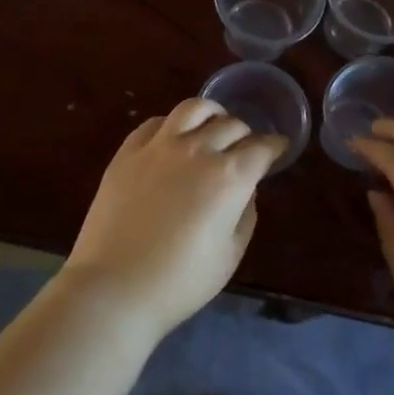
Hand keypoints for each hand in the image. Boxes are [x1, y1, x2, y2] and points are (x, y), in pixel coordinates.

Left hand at [61, 99, 286, 338]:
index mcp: (230, 177)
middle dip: (246, 134)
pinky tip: (174, 137)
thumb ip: (244, 213)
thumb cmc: (180, 281)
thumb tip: (244, 189)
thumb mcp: (230, 254)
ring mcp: (158, 146)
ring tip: (214, 124)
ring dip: (212, 114)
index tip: (278, 149)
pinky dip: (173, 124)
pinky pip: (155, 122)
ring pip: (193, 108)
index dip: (275, 146)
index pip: (262, 147)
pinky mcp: (127, 152)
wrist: (115, 286)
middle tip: (246, 147)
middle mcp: (197, 150)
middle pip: (231, 125)